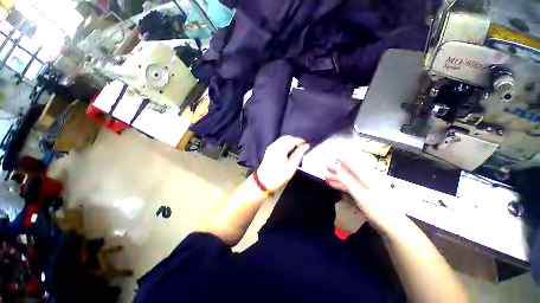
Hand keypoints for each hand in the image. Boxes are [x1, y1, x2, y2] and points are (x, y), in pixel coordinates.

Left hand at [256, 136, 309, 191]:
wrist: (262, 182)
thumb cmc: (277, 177)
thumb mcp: (290, 168)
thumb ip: (298, 155)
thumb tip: (306, 146)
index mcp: (279, 149)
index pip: (291, 139)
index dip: (300, 141)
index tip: (306, 145)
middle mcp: (274, 146)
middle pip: (286, 138)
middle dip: (295, 141)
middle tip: (301, 149)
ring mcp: (270, 147)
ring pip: (283, 140)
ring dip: (290, 143)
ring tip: (296, 151)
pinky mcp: (269, 150)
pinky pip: (279, 143)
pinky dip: (285, 145)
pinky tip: (288, 153)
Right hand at [326, 160, 403, 224]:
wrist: (393, 227)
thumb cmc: (377, 210)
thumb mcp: (360, 195)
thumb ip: (348, 180)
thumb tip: (337, 167)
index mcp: (368, 178)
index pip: (353, 165)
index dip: (343, 161)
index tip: (334, 157)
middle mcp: (367, 181)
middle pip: (350, 173)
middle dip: (338, 171)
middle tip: (326, 169)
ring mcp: (367, 189)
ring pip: (350, 181)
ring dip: (338, 179)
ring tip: (327, 179)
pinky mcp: (366, 196)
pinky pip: (352, 188)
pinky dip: (343, 187)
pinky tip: (336, 187)